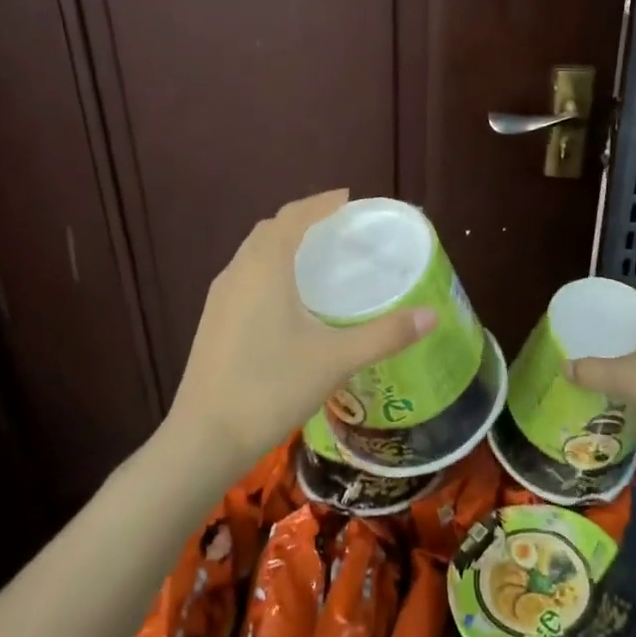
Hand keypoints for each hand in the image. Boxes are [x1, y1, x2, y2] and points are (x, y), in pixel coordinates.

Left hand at [165, 189, 436, 475]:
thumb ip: (385, 334)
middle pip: (270, 229)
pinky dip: (268, 268)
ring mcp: (219, 298)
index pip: (293, 216)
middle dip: (302, 220)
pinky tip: (287, 299)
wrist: (204, 438)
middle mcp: (237, 272)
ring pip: (253, 253)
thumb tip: (431, 316)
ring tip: (316, 257)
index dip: (321, 203)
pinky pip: (244, 275)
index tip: (348, 198)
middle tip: (337, 227)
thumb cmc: (271, 387)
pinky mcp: (212, 322)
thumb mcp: (336, 359)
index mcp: (265, 266)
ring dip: (282, 244)